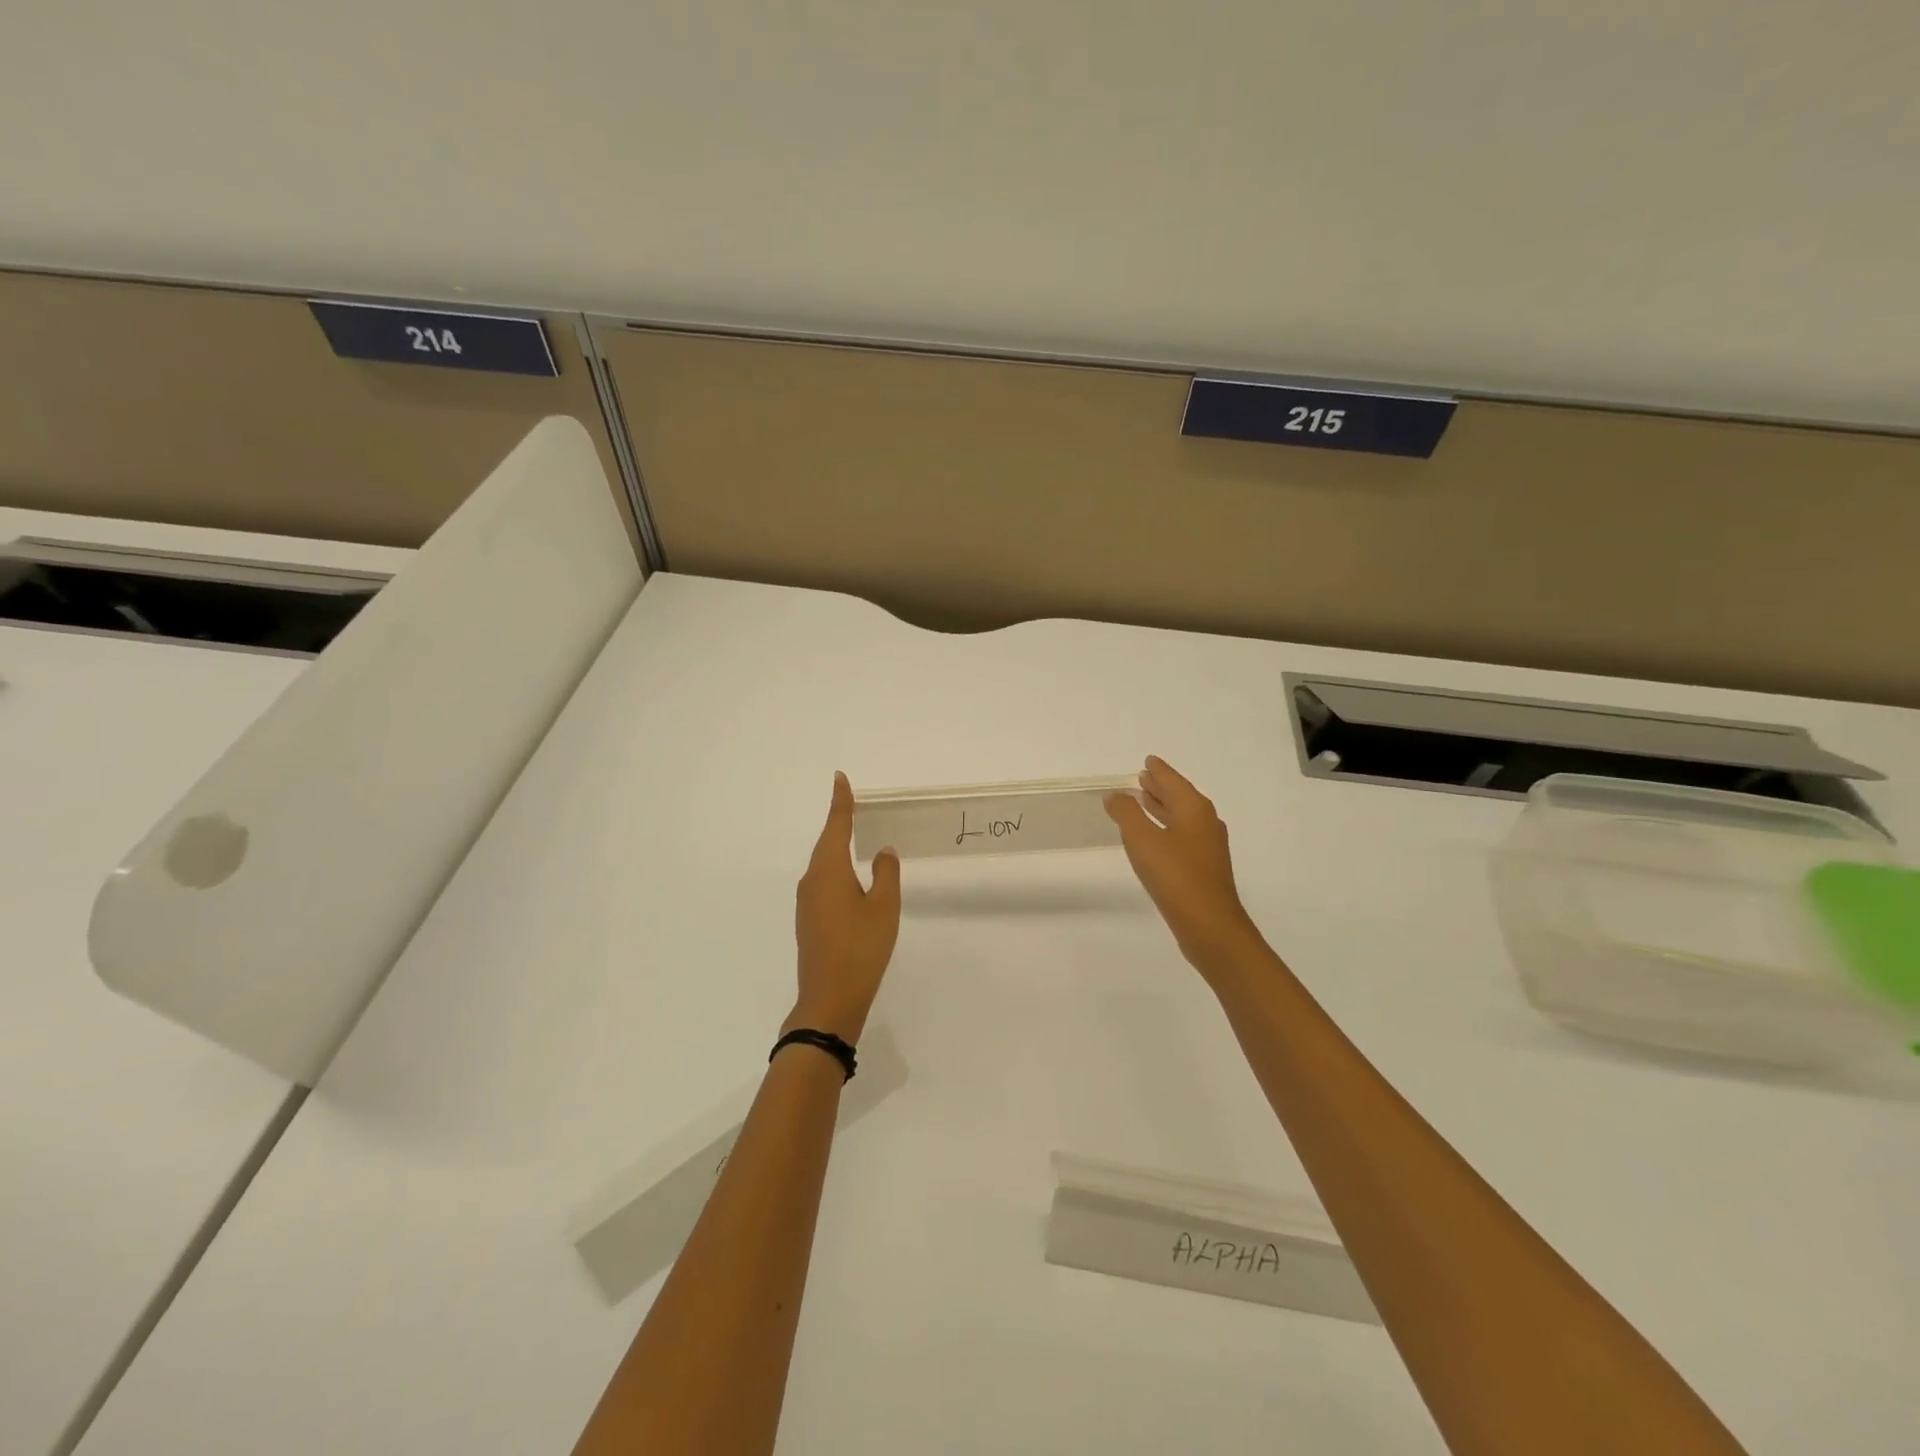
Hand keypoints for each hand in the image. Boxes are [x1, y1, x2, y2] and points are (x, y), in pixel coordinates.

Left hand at [787, 772, 901, 1043]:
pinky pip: (823, 883)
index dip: (840, 801)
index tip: (839, 778)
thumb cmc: (861, 948)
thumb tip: (882, 851)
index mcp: (829, 870)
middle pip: (827, 843)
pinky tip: (850, 879)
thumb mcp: (884, 907)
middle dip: (839, 823)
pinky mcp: (809, 920)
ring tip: (856, 836)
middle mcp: (813, 880)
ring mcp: (807, 902)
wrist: (830, 999)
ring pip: (824, 864)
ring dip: (838, 848)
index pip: (836, 826)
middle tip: (853, 804)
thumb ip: (886, 874)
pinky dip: (837, 871)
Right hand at [1106, 756, 1263, 975]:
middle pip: (1180, 797)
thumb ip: (1126, 813)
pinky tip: (1155, 838)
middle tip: (1142, 777)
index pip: (1174, 781)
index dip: (1159, 771)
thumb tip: (1115, 794)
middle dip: (1161, 787)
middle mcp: (1206, 823)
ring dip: (1163, 808)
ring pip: (1182, 818)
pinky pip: (1183, 836)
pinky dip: (1167, 827)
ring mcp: (1208, 847)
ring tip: (1144, 801)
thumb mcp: (1142, 839)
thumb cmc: (1175, 876)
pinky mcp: (1204, 869)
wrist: (1209, 925)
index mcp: (1195, 809)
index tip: (1148, 761)